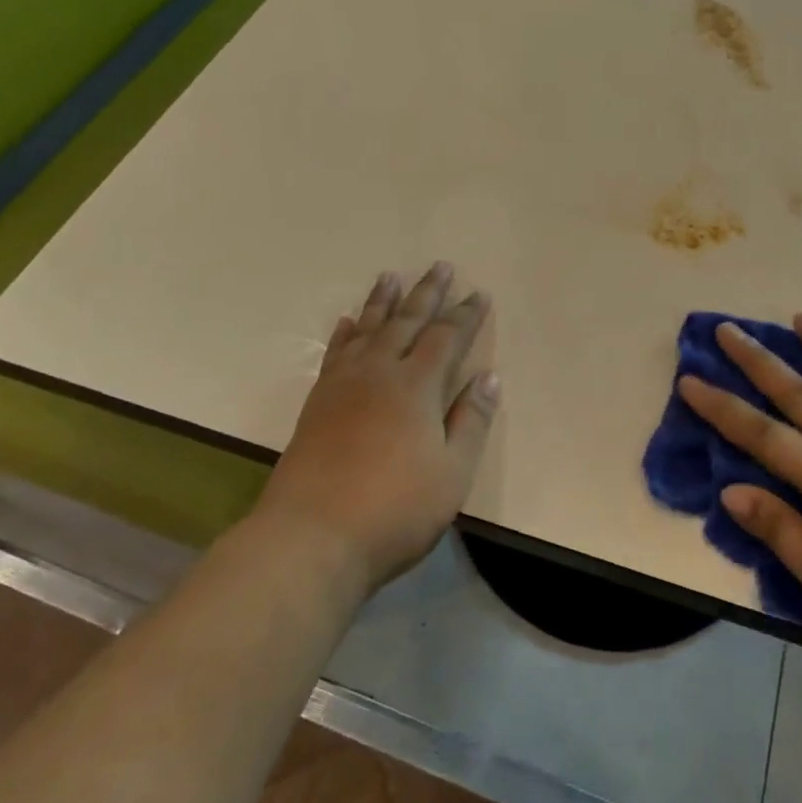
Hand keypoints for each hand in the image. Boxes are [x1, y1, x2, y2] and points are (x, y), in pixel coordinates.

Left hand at [256, 264, 499, 595]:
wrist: (311, 536)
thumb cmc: (394, 510)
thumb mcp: (451, 473)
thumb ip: (471, 421)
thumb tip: (490, 376)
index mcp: (417, 386)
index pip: (447, 337)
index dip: (465, 315)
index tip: (478, 293)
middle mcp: (380, 372)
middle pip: (407, 321)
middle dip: (427, 293)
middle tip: (440, 265)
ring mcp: (344, 384)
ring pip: (367, 328)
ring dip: (382, 301)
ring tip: (390, 276)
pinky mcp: (318, 402)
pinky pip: (335, 353)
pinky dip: (344, 333)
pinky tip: (346, 323)